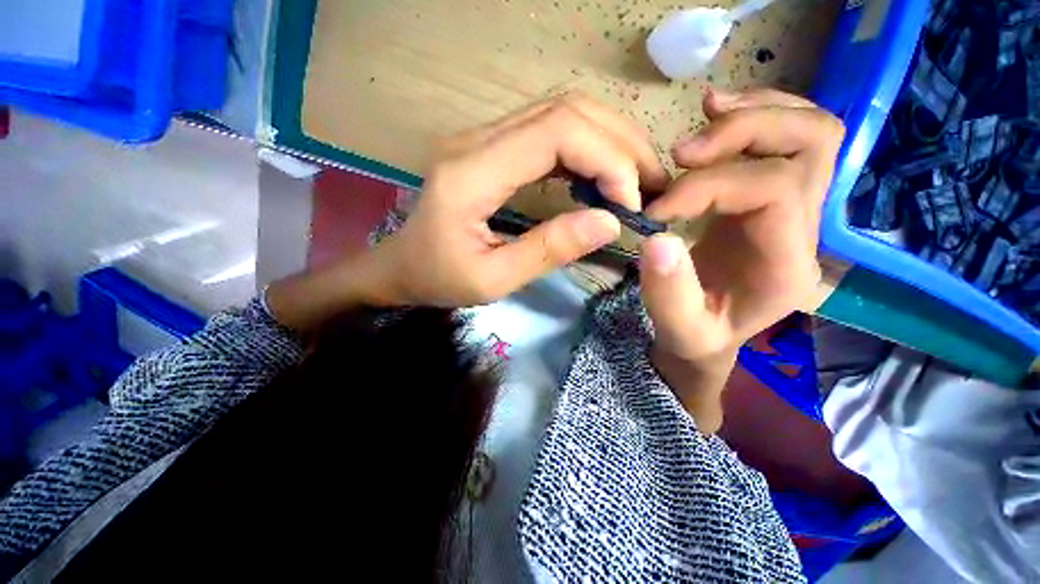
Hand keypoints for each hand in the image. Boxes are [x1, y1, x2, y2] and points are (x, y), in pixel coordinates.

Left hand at [377, 93, 668, 306]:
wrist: (401, 266)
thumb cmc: (438, 279)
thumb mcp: (492, 280)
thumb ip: (548, 250)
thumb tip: (609, 222)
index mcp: (471, 173)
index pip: (557, 132)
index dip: (607, 160)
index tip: (629, 205)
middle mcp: (477, 140)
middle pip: (566, 109)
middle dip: (619, 144)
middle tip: (650, 186)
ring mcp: (483, 138)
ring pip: (562, 112)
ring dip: (608, 141)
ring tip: (635, 180)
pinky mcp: (491, 148)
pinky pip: (549, 132)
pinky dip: (586, 150)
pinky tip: (600, 178)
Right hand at [639, 88, 842, 426]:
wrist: (713, 334)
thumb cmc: (698, 335)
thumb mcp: (679, 328)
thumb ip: (668, 292)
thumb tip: (656, 237)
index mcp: (787, 264)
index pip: (770, 192)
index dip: (707, 188)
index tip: (656, 210)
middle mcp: (806, 227)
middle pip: (813, 144)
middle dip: (746, 132)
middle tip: (684, 152)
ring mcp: (796, 207)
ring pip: (811, 130)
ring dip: (758, 111)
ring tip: (706, 112)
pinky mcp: (773, 197)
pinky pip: (788, 137)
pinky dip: (758, 111)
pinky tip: (717, 111)